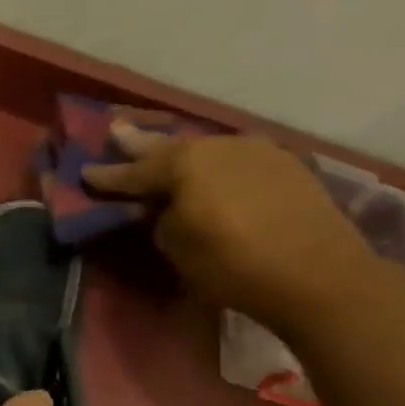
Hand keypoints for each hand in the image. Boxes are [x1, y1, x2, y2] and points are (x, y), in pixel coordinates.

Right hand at [83, 122, 377, 328]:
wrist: (319, 274)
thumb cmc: (232, 265)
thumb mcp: (176, 248)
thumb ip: (160, 220)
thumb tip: (162, 207)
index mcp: (184, 164)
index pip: (134, 172)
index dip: (107, 176)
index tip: (85, 172)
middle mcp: (218, 146)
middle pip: (170, 147)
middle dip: (140, 144)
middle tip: (117, 131)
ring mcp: (257, 151)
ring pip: (206, 150)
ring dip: (181, 155)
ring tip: (163, 155)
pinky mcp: (286, 165)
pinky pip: (235, 159)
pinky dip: (216, 165)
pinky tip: (211, 172)